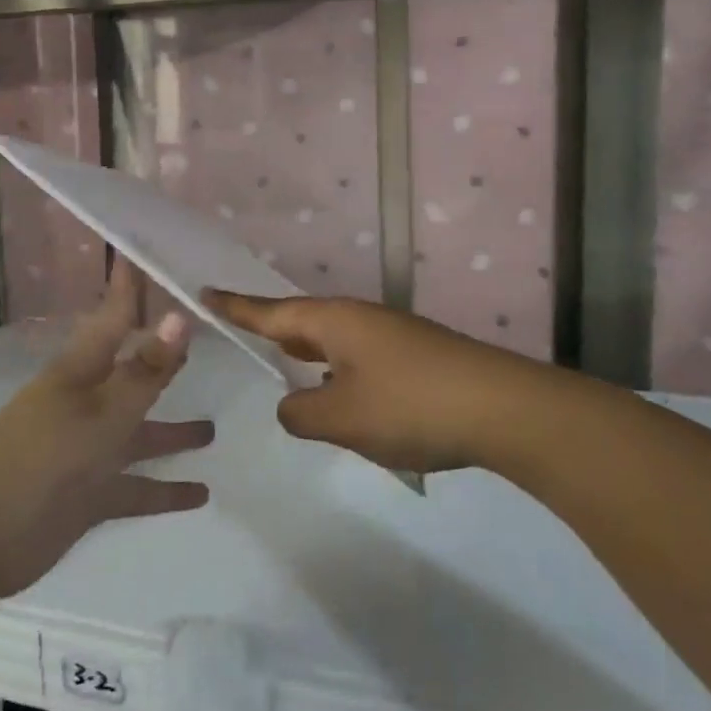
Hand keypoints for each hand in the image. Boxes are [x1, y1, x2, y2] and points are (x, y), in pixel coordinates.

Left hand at [0, 263, 212, 600]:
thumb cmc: (37, 460)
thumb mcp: (100, 414)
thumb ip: (144, 372)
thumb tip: (182, 316)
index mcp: (82, 372)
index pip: (116, 316)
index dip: (132, 287)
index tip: (150, 253)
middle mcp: (88, 404)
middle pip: (134, 373)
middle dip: (163, 357)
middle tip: (204, 337)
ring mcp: (88, 450)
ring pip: (141, 434)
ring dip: (174, 432)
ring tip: (214, 428)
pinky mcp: (90, 495)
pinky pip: (137, 487)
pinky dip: (167, 491)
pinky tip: (202, 494)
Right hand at [203, 292, 557, 473]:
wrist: (503, 408)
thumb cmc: (411, 406)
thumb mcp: (342, 418)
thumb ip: (302, 413)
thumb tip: (292, 405)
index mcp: (335, 321)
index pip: (272, 312)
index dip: (237, 307)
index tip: (207, 292)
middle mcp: (361, 318)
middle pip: (305, 319)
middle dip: (275, 329)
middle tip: (246, 332)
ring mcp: (393, 335)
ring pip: (336, 339)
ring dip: (311, 352)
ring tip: (289, 364)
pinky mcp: (417, 356)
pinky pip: (361, 356)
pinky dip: (340, 370)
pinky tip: (345, 394)